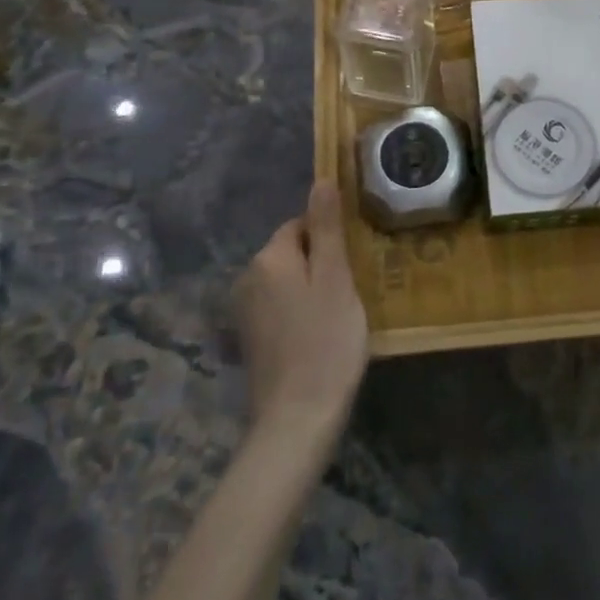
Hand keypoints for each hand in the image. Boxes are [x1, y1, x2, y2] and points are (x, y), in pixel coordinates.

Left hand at [234, 181, 368, 436]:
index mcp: (268, 259)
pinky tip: (321, 333)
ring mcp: (244, 311)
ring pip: (287, 280)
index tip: (355, 261)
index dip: (330, 238)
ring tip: (342, 312)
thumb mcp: (335, 279)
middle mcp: (247, 278)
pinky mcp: (250, 338)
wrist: (297, 418)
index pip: (300, 224)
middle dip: (321, 262)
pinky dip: (300, 311)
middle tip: (354, 288)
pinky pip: (280, 306)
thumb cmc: (325, 342)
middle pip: (291, 251)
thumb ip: (327, 228)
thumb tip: (321, 180)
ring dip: (312, 287)